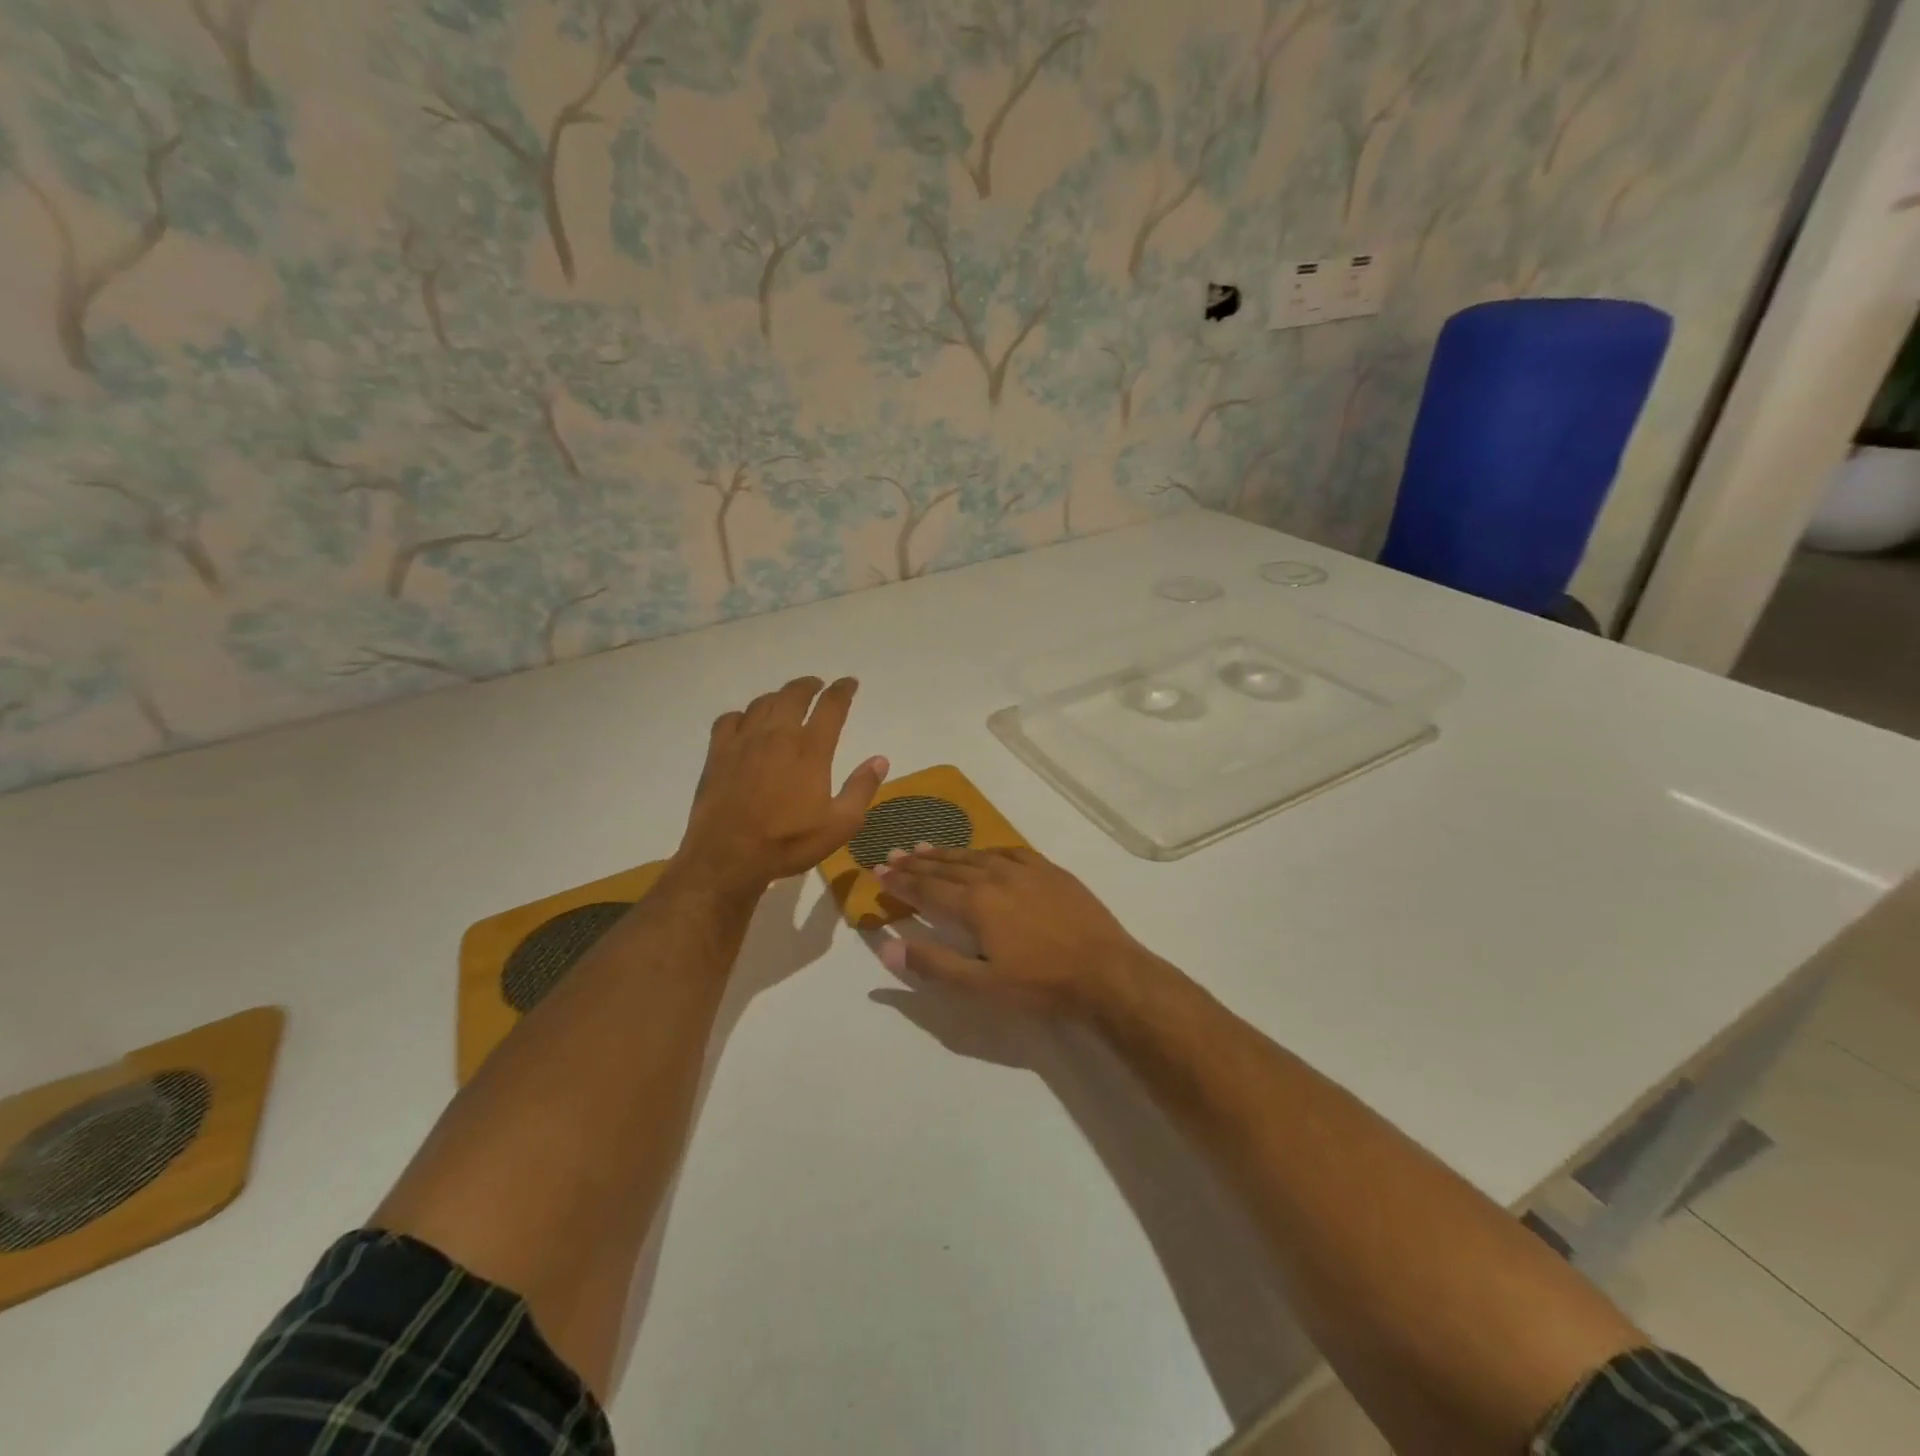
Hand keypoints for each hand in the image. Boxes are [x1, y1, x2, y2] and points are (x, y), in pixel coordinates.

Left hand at [677, 676, 887, 892]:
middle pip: (794, 695)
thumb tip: (880, 760)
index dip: (843, 690)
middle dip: (809, 686)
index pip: (831, 706)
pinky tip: (746, 723)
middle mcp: (778, 735)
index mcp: (811, 749)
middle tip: (817, 686)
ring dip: (778, 696)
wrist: (728, 855)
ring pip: (763, 703)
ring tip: (786, 701)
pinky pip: (729, 719)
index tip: (849, 683)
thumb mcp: (841, 824)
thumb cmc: (790, 842)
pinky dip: (742, 715)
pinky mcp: (718, 753)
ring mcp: (744, 741)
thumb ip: (861, 788)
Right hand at [873, 846, 1154, 1015]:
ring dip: (947, 853)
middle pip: (947, 867)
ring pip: (976, 855)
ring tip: (924, 847)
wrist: (1104, 971)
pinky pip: (1009, 851)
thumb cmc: (1039, 984)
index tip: (877, 871)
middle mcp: (994, 877)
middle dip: (916, 863)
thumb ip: (932, 964)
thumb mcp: (980, 986)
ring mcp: (1025, 870)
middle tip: (893, 854)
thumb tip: (886, 947)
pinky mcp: (1050, 870)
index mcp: (974, 904)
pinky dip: (987, 850)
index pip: (926, 889)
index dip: (900, 881)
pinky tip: (982, 852)